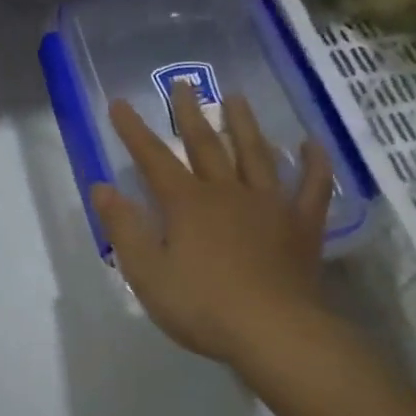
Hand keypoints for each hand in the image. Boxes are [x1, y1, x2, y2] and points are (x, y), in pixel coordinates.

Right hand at [91, 83, 334, 381]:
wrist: (274, 332)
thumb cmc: (202, 305)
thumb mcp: (147, 272)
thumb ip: (124, 228)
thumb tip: (102, 188)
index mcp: (187, 204)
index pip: (153, 158)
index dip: (134, 131)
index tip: (120, 103)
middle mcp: (227, 193)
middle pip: (206, 145)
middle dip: (190, 114)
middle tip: (183, 83)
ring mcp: (269, 206)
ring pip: (256, 155)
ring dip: (245, 125)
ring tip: (236, 97)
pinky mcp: (301, 226)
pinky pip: (311, 188)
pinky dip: (313, 164)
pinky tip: (311, 144)